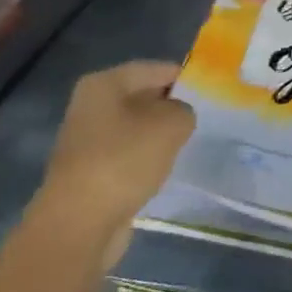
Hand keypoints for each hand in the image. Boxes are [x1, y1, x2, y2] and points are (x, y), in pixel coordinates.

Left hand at [30, 61, 195, 266]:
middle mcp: (91, 106)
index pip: (154, 69)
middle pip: (142, 97)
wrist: (80, 221)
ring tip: (191, 143)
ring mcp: (88, 140)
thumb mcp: (170, 124)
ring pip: (136, 128)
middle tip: (206, 117)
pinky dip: (147, 159)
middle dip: (172, 106)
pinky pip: (128, 154)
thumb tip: (179, 115)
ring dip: (160, 135)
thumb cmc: (124, 160)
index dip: (184, 77)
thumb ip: (184, 110)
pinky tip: (167, 169)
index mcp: (104, 84)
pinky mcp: (91, 171)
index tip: (212, 90)